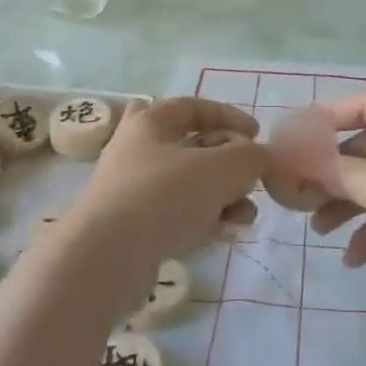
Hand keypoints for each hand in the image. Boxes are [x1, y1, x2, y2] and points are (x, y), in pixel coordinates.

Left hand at [55, 98, 264, 297]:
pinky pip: (178, 214)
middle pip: (195, 147)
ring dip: (223, 196)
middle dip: (231, 164)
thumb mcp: (221, 168)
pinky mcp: (134, 227)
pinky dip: (205, 218)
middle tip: (252, 179)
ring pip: (189, 184)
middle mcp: (138, 151)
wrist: (104, 259)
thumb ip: (251, 156)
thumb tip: (260, 157)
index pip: (194, 106)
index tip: (258, 134)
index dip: (229, 116)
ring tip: (245, 215)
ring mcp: (134, 191)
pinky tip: (226, 232)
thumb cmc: (163, 197)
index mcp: (150, 122)